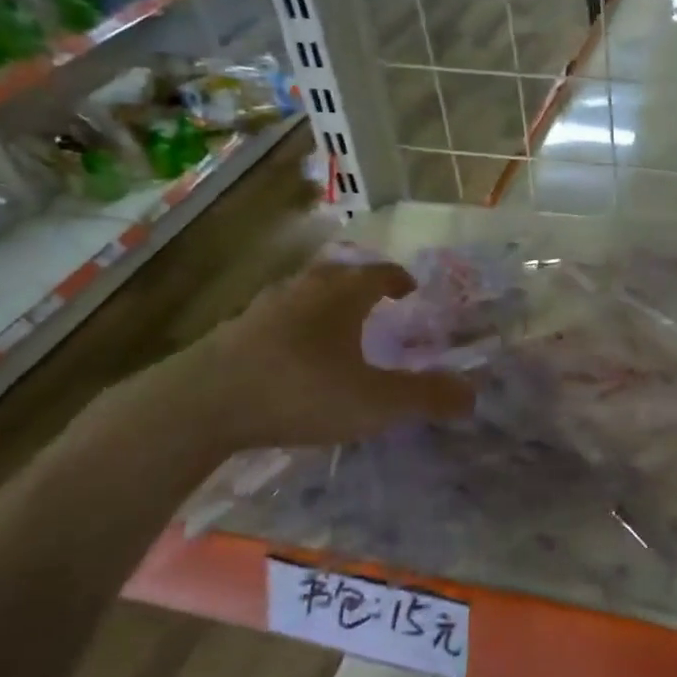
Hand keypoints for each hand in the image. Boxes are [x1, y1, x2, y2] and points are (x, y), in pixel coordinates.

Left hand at [133, 260, 475, 460]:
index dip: (397, 278)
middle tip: (375, 300)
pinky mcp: (232, 332)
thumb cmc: (301, 391)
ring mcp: (262, 308)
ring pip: (302, 293)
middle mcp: (303, 291)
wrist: (203, 403)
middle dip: (359, 284)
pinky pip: (275, 317)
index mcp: (342, 296)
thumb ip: (425, 397)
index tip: (409, 287)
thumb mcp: (375, 402)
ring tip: (334, 324)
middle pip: (337, 275)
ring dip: (323, 302)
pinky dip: (293, 325)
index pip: (378, 273)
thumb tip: (473, 393)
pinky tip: (290, 352)